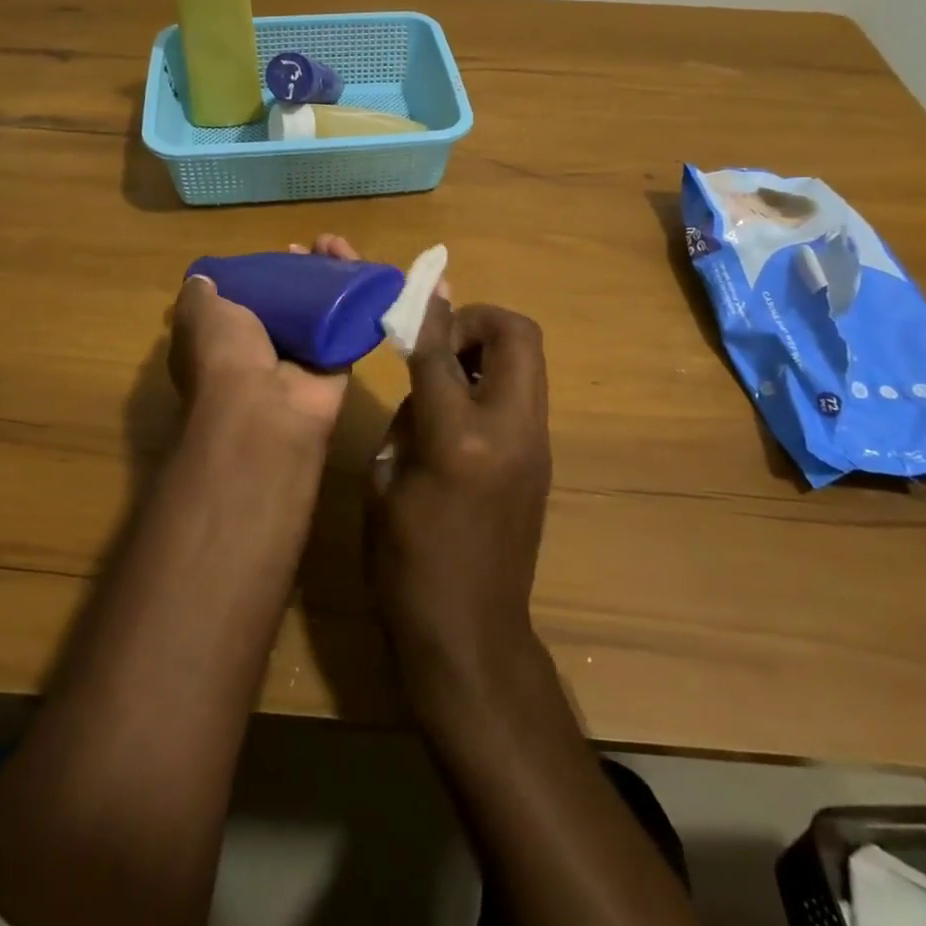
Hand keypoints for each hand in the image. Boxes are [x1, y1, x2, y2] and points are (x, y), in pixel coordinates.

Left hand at [168, 234, 360, 440]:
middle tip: (313, 248)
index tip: (273, 253)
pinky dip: (358, 297)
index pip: (245, 301)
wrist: (267, 407)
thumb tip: (205, 277)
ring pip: (320, 309)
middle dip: (301, 271)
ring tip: (337, 247)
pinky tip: (362, 270)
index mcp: (224, 341)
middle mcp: (262, 351)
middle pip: (287, 301)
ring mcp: (301, 360)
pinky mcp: (336, 364)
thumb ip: (200, 293)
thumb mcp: (197, 313)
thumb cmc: (224, 354)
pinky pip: (350, 324)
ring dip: (330, 276)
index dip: (261, 274)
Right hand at [368, 298, 551, 716]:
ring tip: (448, 374)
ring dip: (489, 347)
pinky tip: (461, 410)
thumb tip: (424, 366)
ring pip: (529, 358)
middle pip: (516, 334)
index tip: (415, 291)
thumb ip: (407, 412)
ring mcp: (535, 442)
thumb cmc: (405, 564)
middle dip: (477, 319)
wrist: (470, 635)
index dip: (425, 314)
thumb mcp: (383, 482)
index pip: (442, 350)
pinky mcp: (542, 457)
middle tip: (441, 341)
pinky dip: (496, 378)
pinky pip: (525, 390)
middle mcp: (508, 428)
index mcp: (457, 438)